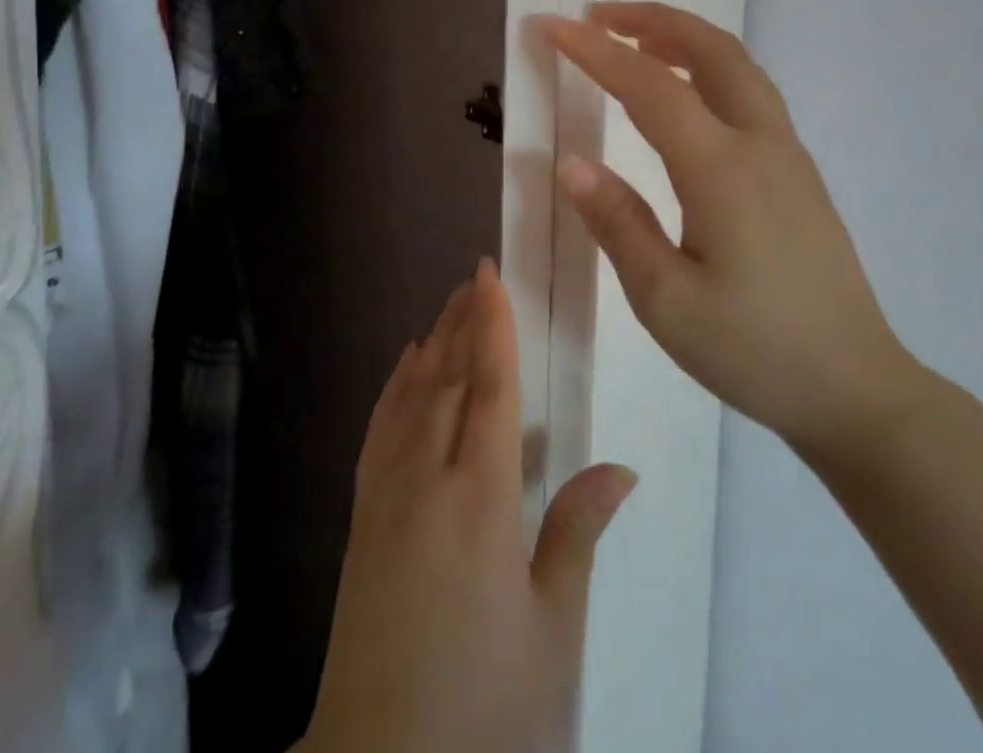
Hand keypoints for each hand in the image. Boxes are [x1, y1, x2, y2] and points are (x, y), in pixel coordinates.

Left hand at [301, 261, 637, 752]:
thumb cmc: (485, 706)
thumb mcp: (551, 632)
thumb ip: (578, 535)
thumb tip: (620, 467)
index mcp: (481, 500)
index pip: (489, 389)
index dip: (492, 326)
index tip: (490, 275)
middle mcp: (426, 479)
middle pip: (446, 378)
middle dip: (462, 321)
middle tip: (476, 276)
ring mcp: (385, 494)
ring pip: (411, 395)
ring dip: (431, 342)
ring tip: (449, 303)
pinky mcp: (361, 516)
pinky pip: (379, 428)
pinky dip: (394, 386)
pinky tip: (404, 365)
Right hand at [543, 3, 920, 463]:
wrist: (856, 389)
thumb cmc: (754, 350)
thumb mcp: (667, 301)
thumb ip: (618, 224)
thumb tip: (573, 164)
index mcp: (722, 170)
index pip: (650, 86)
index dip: (597, 51)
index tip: (552, 25)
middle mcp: (760, 144)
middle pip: (711, 50)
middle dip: (652, 19)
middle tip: (599, 16)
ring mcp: (788, 155)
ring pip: (738, 66)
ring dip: (685, 37)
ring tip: (636, 39)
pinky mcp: (798, 173)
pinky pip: (750, 92)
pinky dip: (709, 66)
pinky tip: (685, 93)